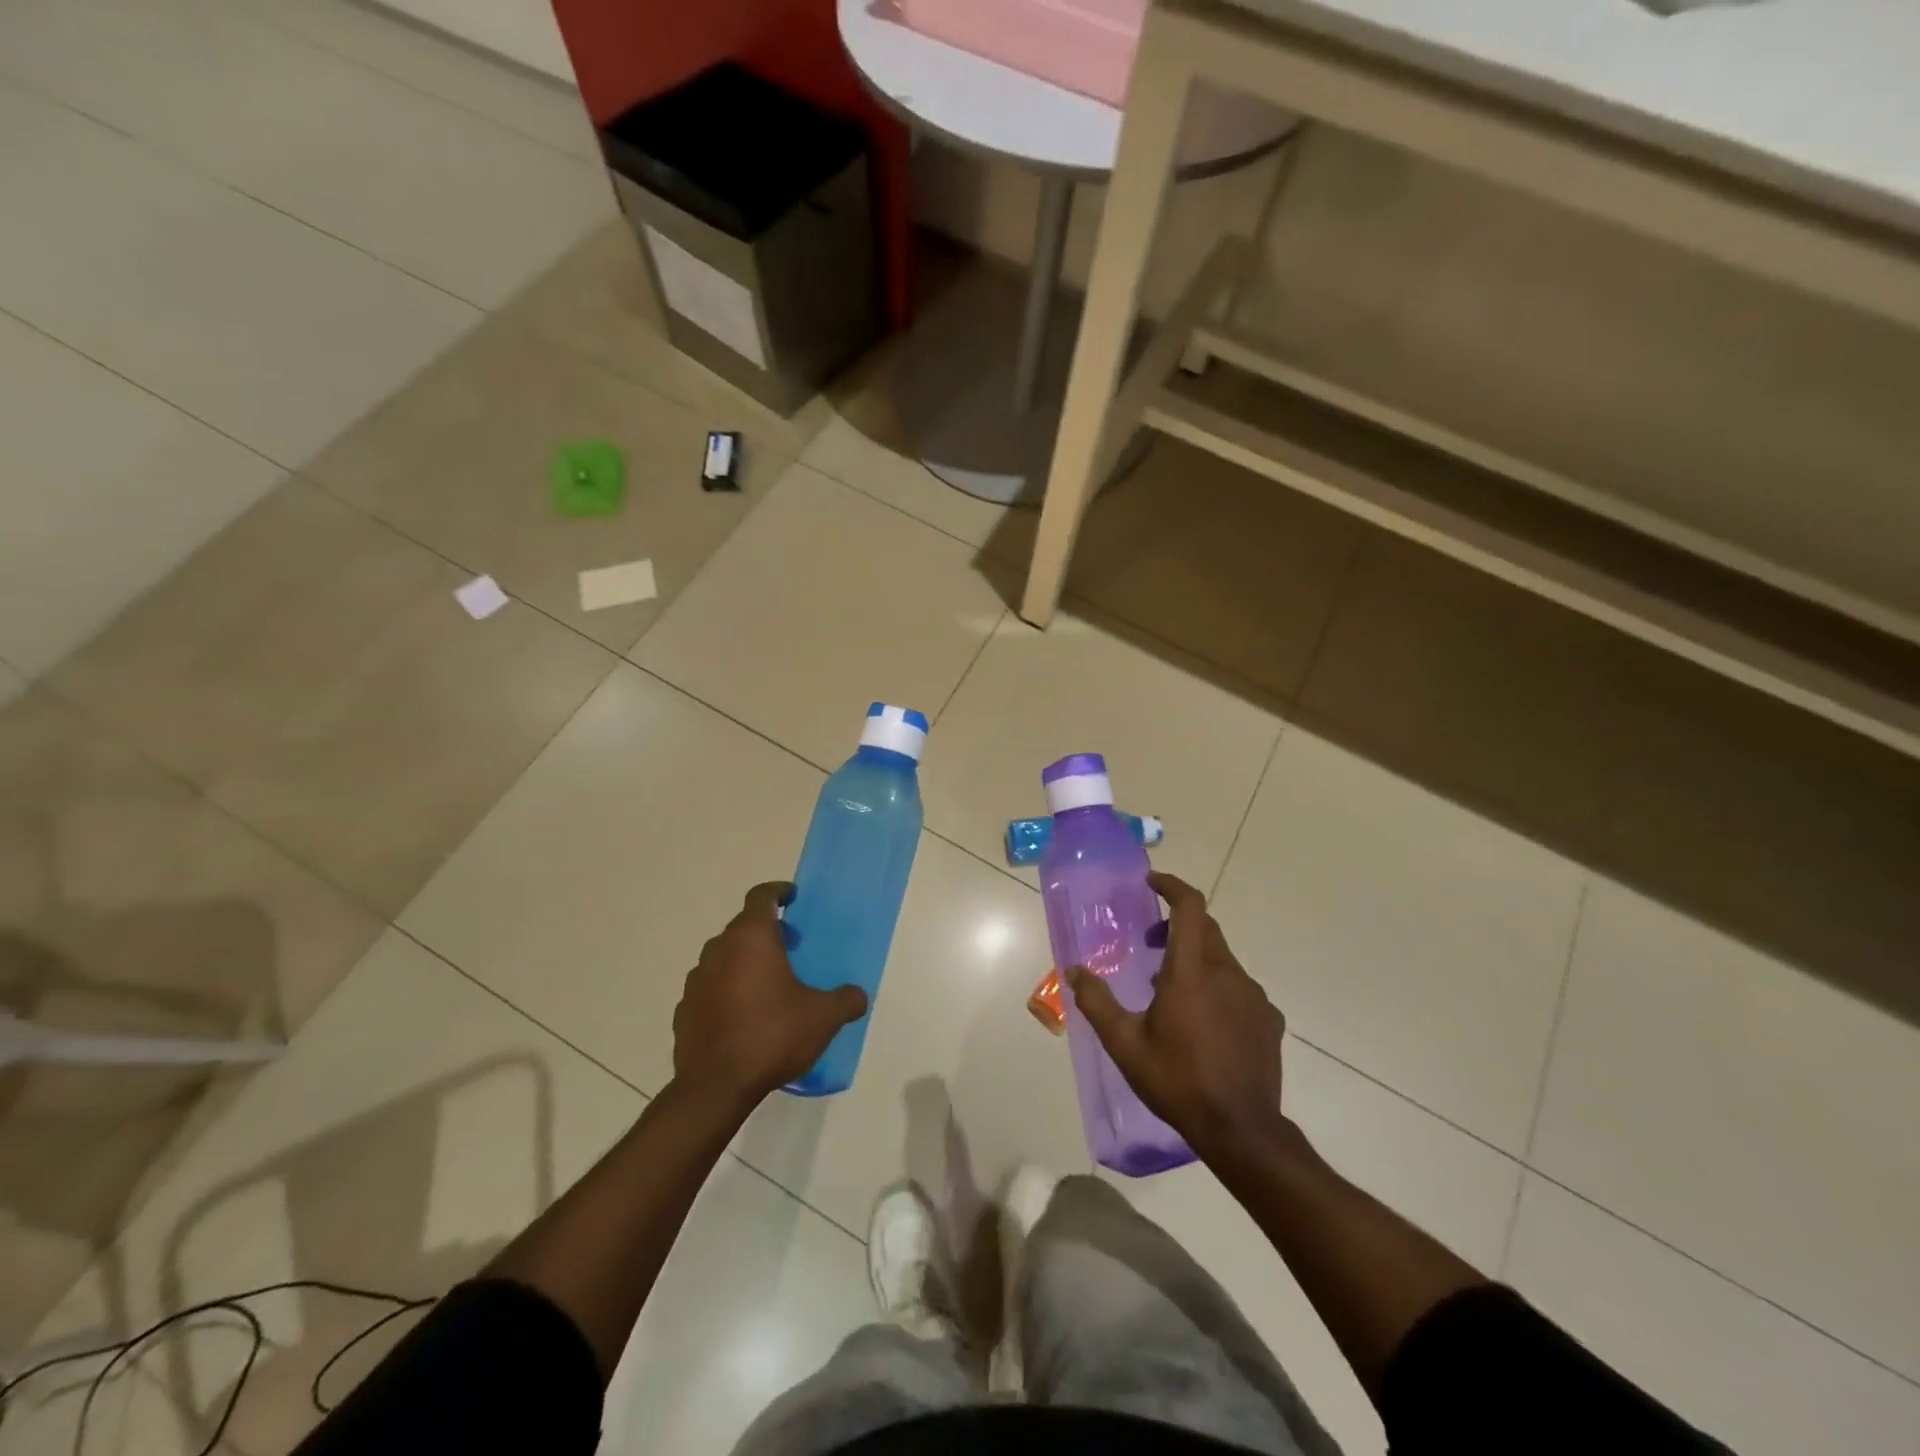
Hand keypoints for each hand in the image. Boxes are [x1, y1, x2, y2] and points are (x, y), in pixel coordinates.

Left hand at [671, 882, 867, 1110]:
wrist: (715, 1088)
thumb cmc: (772, 1036)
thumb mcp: (823, 1018)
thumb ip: (845, 1000)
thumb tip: (858, 996)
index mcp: (751, 939)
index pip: (761, 897)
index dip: (778, 892)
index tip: (792, 897)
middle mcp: (719, 950)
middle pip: (742, 926)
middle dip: (766, 930)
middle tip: (790, 945)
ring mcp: (696, 980)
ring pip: (723, 956)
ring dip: (744, 960)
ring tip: (767, 983)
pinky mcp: (684, 1009)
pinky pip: (709, 987)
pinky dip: (726, 990)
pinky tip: (742, 1014)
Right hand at [1067, 871, 1287, 1160]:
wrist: (1241, 1131)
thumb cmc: (1177, 1081)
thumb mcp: (1125, 1044)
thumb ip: (1096, 1002)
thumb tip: (1074, 970)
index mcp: (1192, 971)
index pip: (1190, 906)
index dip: (1172, 886)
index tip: (1151, 883)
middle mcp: (1227, 973)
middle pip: (1205, 929)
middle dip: (1175, 925)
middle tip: (1149, 943)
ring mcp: (1253, 996)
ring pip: (1222, 960)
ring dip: (1195, 960)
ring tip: (1170, 991)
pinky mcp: (1268, 1020)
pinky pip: (1239, 988)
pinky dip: (1217, 988)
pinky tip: (1204, 1023)